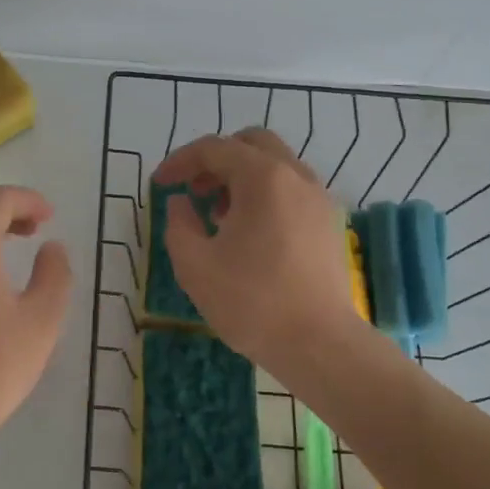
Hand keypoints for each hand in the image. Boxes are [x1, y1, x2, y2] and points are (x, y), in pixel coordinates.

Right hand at [153, 128, 364, 375]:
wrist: (319, 344)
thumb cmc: (251, 302)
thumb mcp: (194, 264)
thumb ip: (178, 224)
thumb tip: (181, 203)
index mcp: (263, 178)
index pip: (214, 148)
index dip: (180, 161)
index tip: (159, 184)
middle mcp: (296, 177)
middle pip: (251, 144)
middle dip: (216, 160)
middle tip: (193, 190)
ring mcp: (319, 199)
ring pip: (275, 166)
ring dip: (241, 177)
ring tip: (218, 215)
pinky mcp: (329, 224)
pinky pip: (291, 190)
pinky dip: (265, 195)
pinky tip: (249, 233)